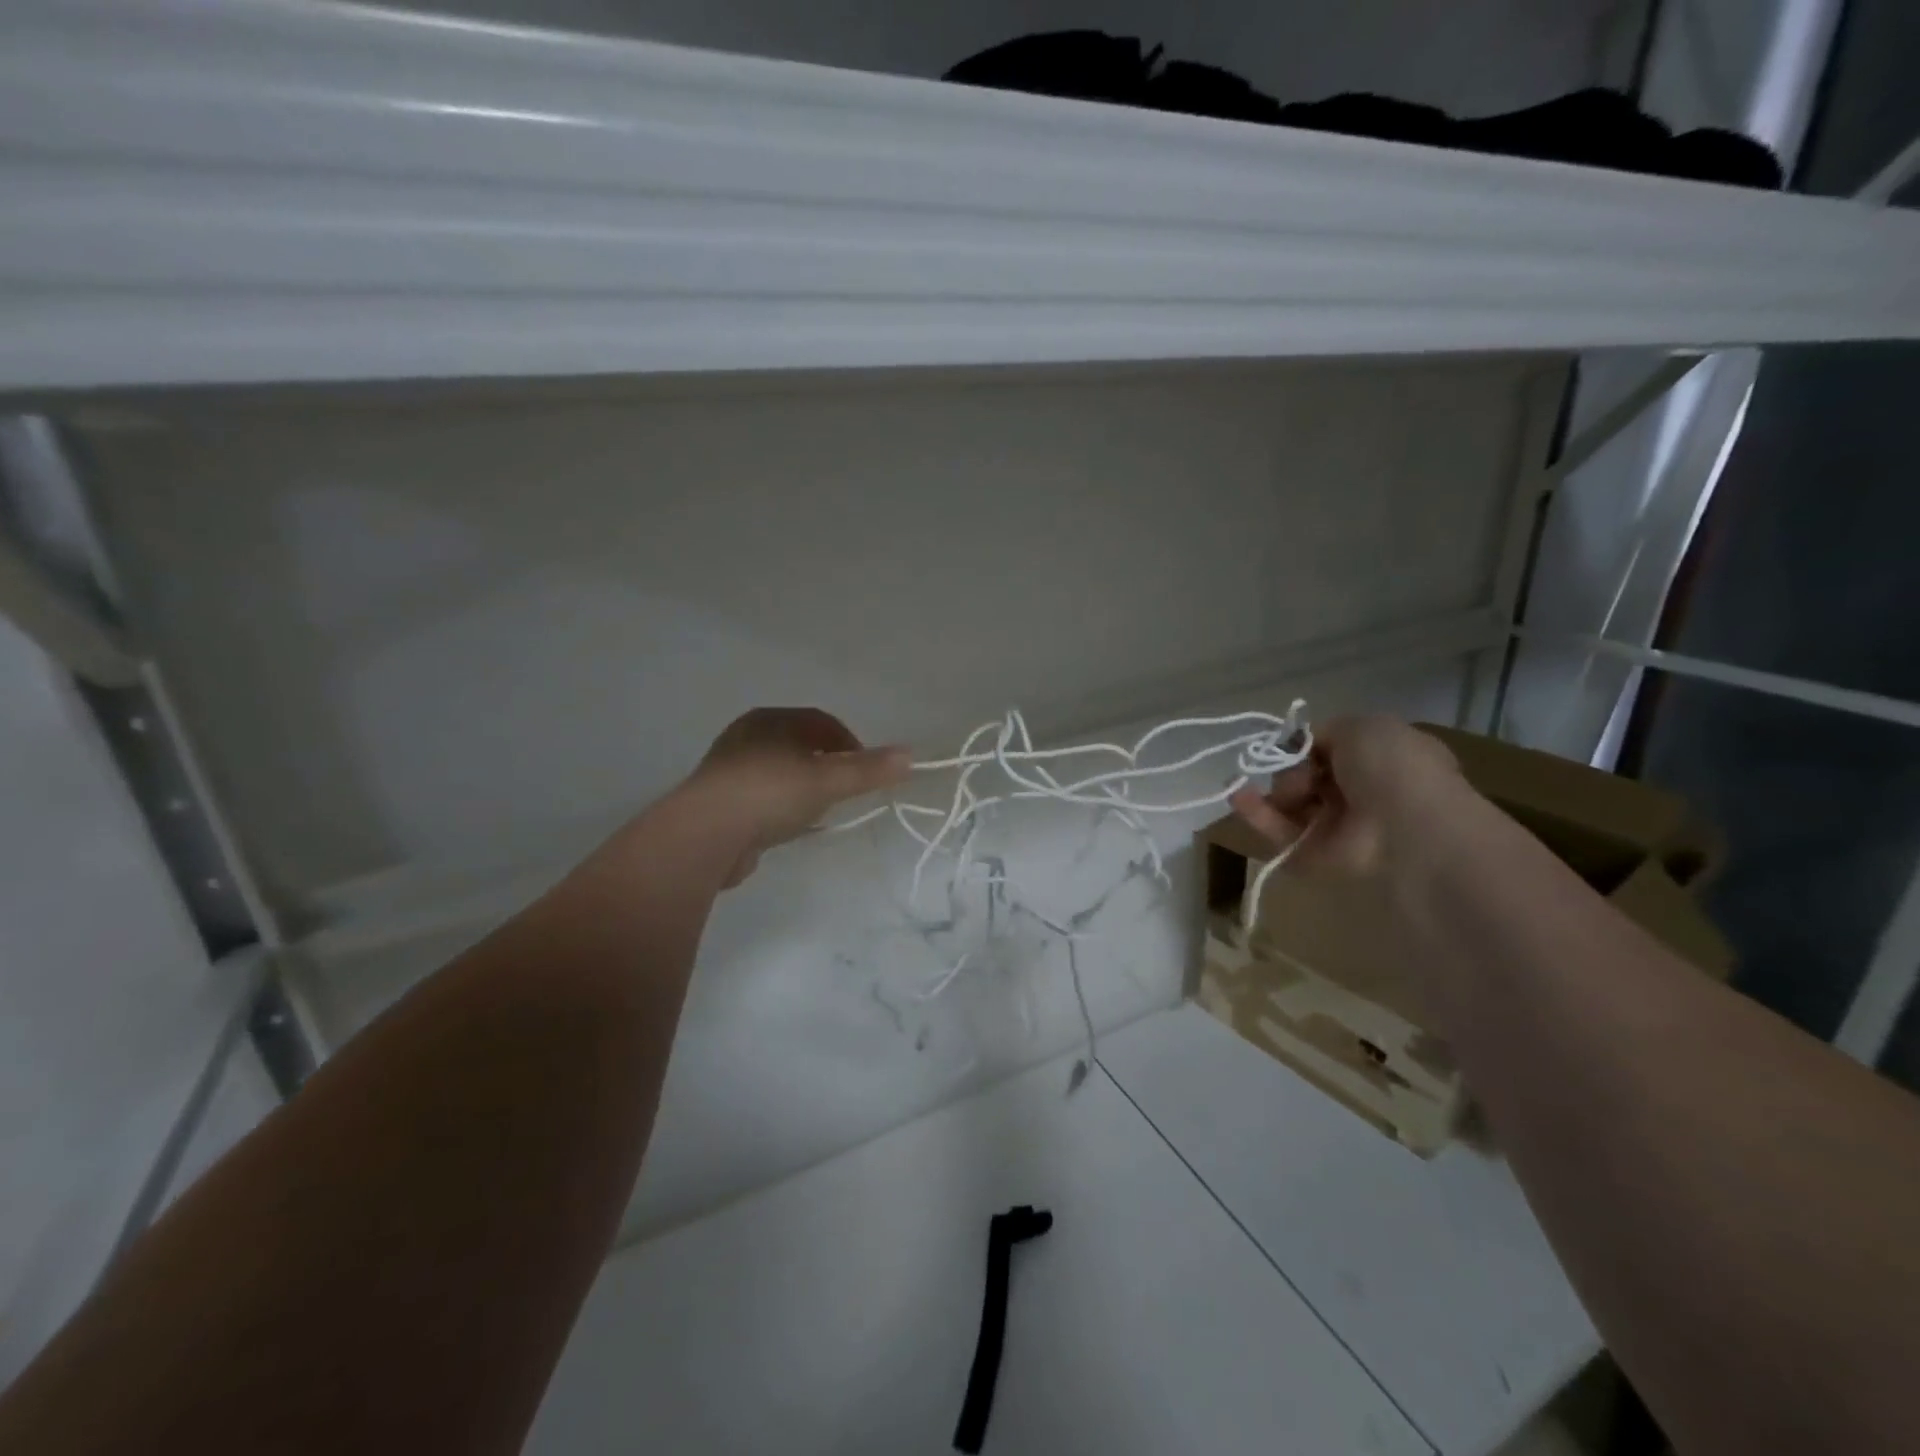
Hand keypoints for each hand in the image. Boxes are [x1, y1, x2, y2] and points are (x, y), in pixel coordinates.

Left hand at [685, 707, 910, 887]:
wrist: (705, 835)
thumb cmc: (770, 793)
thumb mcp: (827, 780)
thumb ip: (868, 770)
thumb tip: (910, 755)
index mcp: (770, 720)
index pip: (820, 721)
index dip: (849, 742)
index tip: (866, 768)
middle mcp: (746, 737)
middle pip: (799, 745)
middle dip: (827, 764)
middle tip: (846, 788)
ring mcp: (729, 770)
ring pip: (780, 771)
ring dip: (804, 786)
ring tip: (821, 809)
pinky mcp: (719, 802)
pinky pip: (762, 797)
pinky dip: (781, 806)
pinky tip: (790, 827)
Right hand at [1228, 715, 1459, 876]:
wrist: (1405, 828)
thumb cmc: (1391, 767)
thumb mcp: (1360, 725)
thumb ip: (1324, 731)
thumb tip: (1301, 747)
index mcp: (1380, 760)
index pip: (1332, 750)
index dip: (1307, 745)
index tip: (1291, 744)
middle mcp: (1360, 793)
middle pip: (1307, 777)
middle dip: (1289, 769)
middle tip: (1293, 772)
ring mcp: (1338, 827)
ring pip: (1291, 805)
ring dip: (1268, 791)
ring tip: (1251, 784)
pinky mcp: (1315, 855)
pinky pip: (1280, 832)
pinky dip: (1256, 814)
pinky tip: (1237, 796)